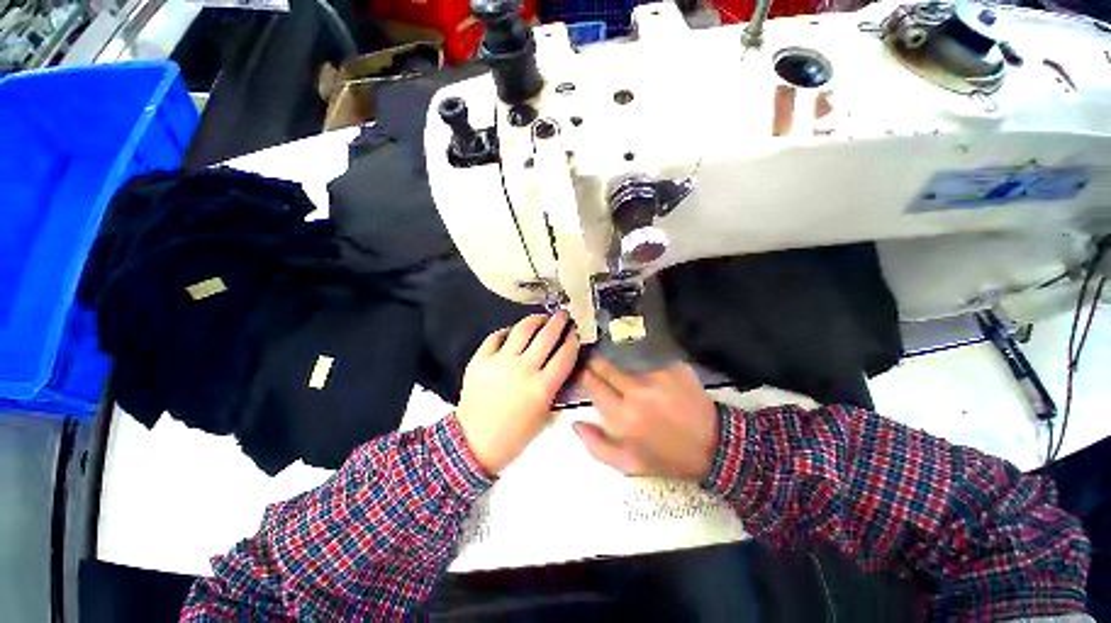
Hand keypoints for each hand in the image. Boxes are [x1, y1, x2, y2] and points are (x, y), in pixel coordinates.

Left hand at [456, 312, 579, 473]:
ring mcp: (500, 362)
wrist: (474, 443)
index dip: (573, 340)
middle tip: (562, 315)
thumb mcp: (543, 414)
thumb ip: (554, 387)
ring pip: (522, 330)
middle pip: (546, 336)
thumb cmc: (514, 435)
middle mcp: (523, 369)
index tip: (575, 332)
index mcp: (542, 387)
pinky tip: (512, 332)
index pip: (565, 355)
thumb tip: (560, 363)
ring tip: (541, 318)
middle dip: (558, 322)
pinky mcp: (480, 359)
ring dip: (535, 320)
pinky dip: (506, 332)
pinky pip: (496, 337)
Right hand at [575, 357, 717, 480]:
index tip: (583, 374)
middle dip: (597, 366)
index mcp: (623, 416)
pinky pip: (652, 368)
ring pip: (629, 369)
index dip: (584, 376)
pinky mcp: (674, 368)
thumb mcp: (628, 463)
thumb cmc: (667, 458)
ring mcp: (657, 376)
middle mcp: (637, 391)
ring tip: (643, 394)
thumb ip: (596, 445)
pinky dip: (652, 378)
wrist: (715, 446)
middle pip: (605, 366)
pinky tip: (664, 392)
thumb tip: (575, 423)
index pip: (592, 383)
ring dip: (628, 377)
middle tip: (600, 371)